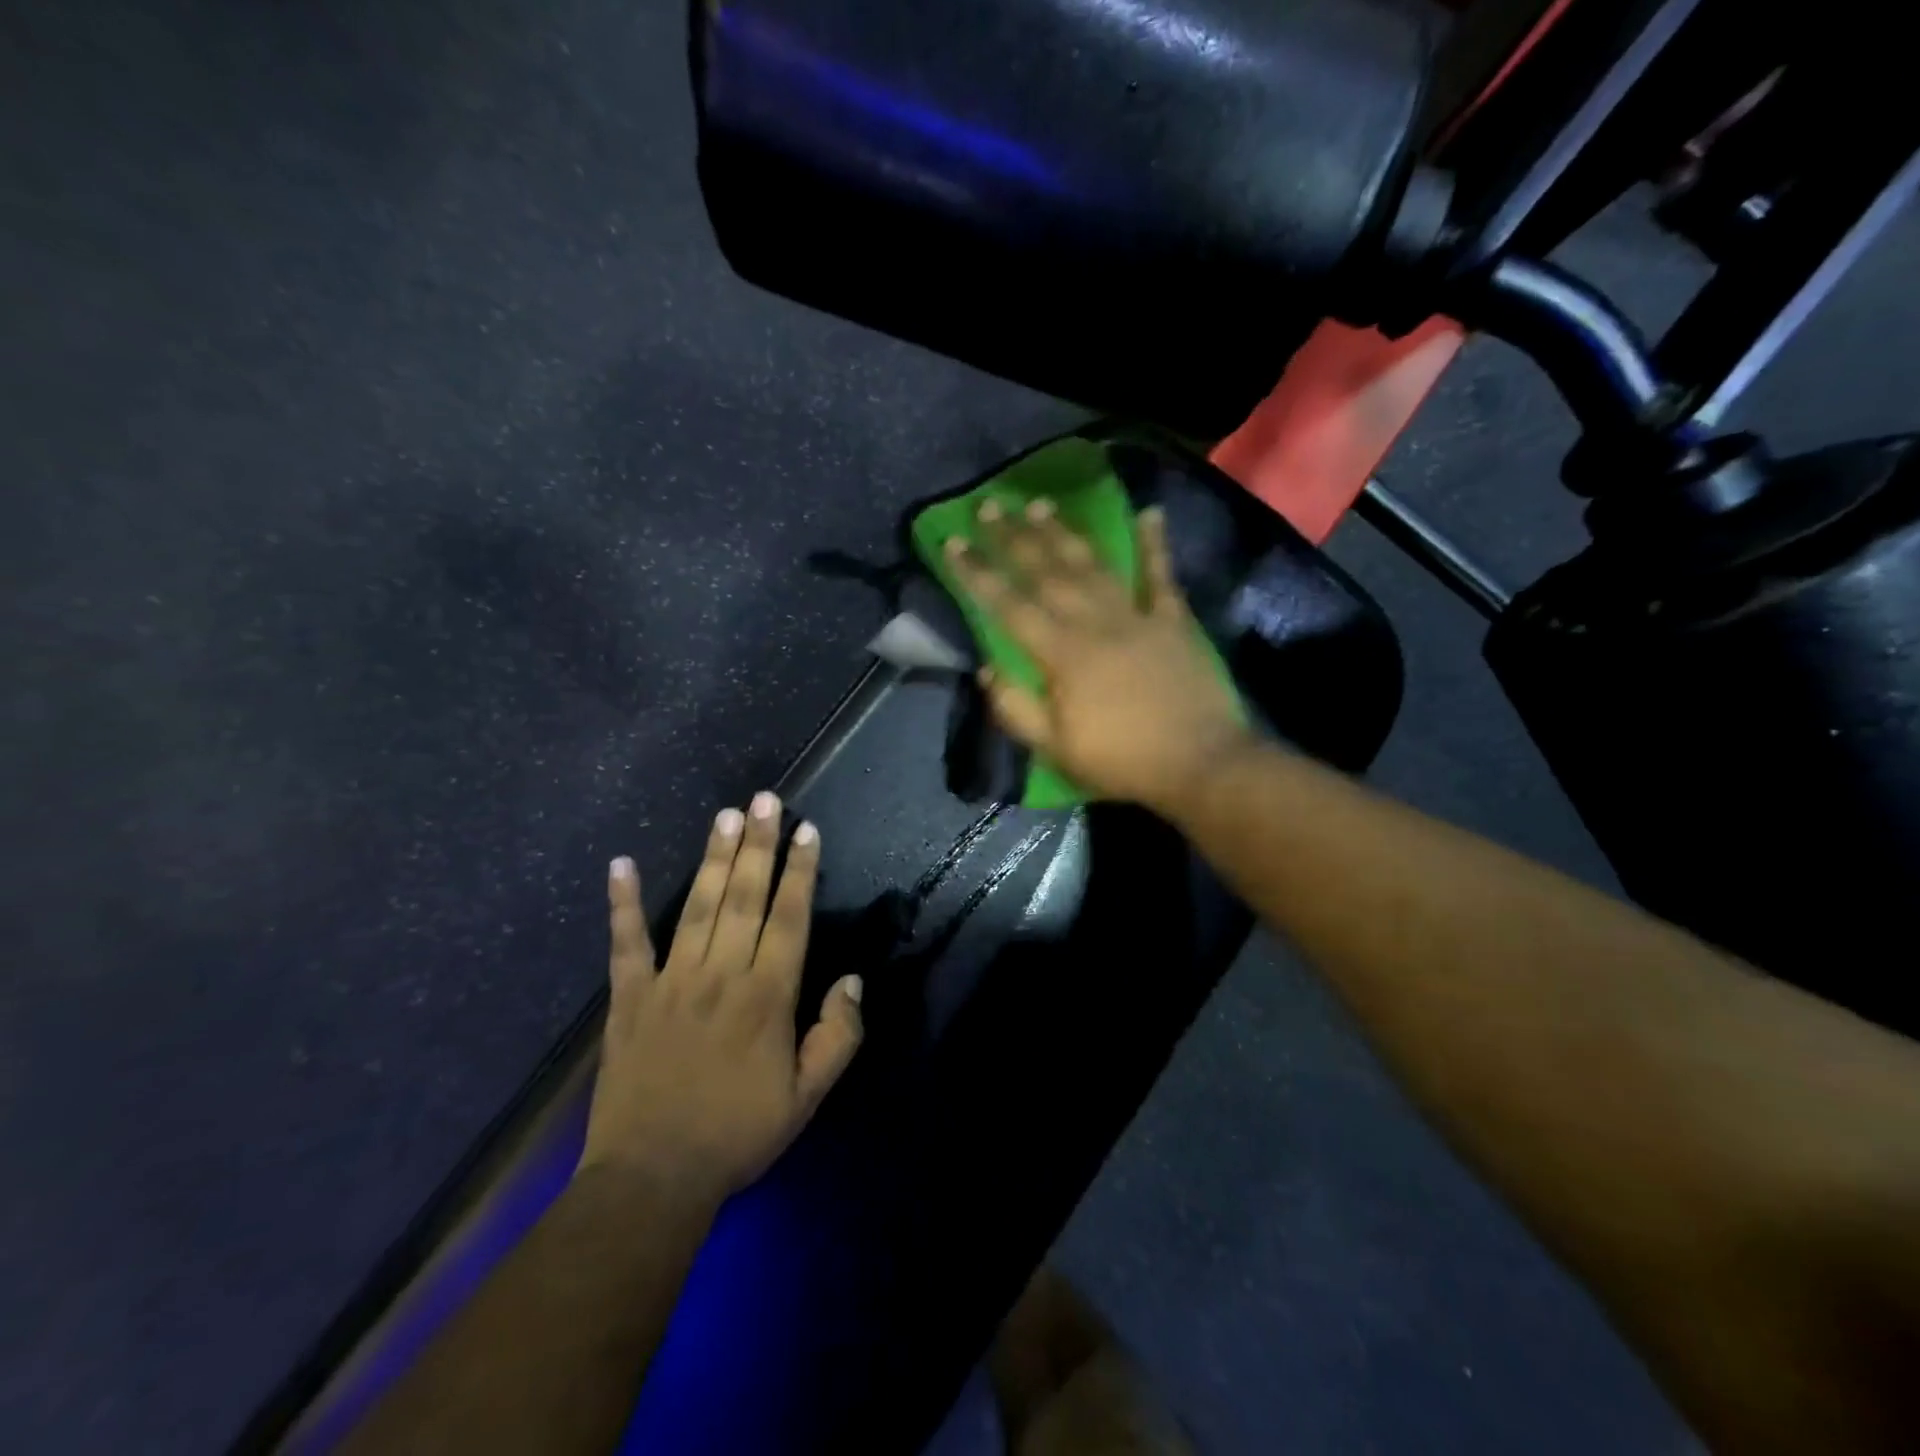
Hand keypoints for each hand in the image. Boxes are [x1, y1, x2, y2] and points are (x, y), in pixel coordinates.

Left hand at [579, 793, 863, 1202]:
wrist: (653, 1180)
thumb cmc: (738, 1135)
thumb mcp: (808, 1097)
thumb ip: (837, 1036)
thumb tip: (851, 980)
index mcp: (766, 996)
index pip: (789, 918)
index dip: (800, 871)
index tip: (806, 830)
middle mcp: (721, 975)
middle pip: (745, 898)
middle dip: (759, 844)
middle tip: (766, 799)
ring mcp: (670, 982)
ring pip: (697, 906)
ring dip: (713, 858)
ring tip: (725, 815)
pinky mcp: (629, 998)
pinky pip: (626, 943)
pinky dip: (622, 903)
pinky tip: (621, 864)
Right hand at [944, 499, 1250, 817]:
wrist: (1199, 763)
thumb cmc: (1120, 761)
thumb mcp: (1054, 749)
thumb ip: (1015, 708)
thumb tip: (985, 669)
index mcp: (1061, 654)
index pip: (1008, 606)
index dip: (977, 574)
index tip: (952, 543)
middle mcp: (1095, 622)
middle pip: (1047, 572)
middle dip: (1013, 538)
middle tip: (989, 506)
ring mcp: (1137, 616)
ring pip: (1093, 565)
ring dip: (1064, 532)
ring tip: (1040, 504)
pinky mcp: (1173, 620)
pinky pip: (1161, 575)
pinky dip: (1155, 544)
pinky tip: (1150, 512)